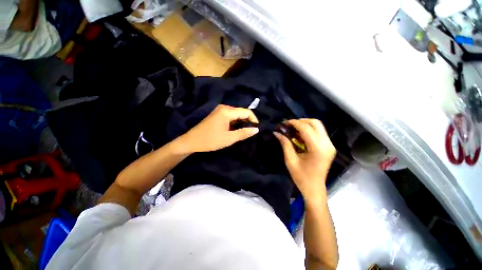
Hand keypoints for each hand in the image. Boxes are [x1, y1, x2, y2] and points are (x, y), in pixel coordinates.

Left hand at [178, 105, 258, 152]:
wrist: (192, 141)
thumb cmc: (210, 140)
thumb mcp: (229, 138)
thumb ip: (243, 133)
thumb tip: (257, 129)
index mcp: (227, 111)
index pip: (246, 111)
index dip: (254, 119)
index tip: (257, 128)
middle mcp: (224, 108)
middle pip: (241, 112)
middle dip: (248, 121)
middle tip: (251, 131)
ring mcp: (220, 110)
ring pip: (236, 114)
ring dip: (242, 122)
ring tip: (245, 131)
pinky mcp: (217, 115)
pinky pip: (230, 116)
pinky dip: (235, 122)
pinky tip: (236, 129)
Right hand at [274, 119, 335, 202]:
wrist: (314, 188)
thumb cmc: (301, 176)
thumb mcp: (290, 160)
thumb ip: (285, 144)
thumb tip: (276, 132)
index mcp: (317, 149)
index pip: (306, 129)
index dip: (294, 123)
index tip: (284, 122)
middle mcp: (327, 144)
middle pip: (315, 123)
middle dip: (301, 121)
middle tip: (289, 125)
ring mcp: (330, 145)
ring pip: (318, 126)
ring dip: (305, 125)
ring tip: (293, 128)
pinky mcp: (329, 147)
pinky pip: (319, 132)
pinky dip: (309, 130)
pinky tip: (300, 134)